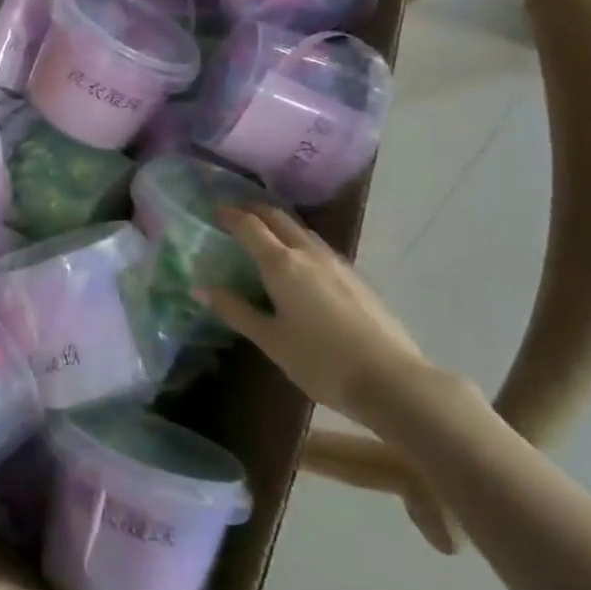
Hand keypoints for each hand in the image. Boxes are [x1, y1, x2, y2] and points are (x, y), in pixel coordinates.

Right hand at [204, 204, 429, 425]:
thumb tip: (199, 287)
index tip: (215, 209)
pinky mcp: (355, 278)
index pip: (250, 226)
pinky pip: (318, 247)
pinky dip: (299, 242)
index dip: (230, 215)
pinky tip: (300, 263)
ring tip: (265, 234)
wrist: (392, 380)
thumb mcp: (270, 340)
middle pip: (279, 218)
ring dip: (280, 224)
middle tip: (236, 213)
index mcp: (281, 264)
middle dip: (255, 210)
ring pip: (302, 231)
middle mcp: (308, 253)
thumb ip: (234, 310)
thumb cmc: (321, 361)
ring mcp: (336, 263)